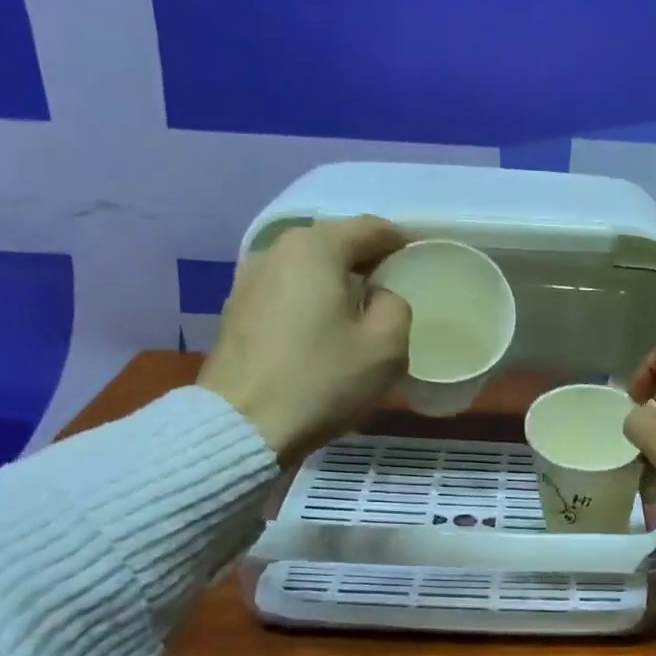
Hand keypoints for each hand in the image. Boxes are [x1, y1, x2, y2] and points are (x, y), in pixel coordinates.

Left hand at [197, 216, 411, 464]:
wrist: (243, 426)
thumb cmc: (321, 380)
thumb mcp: (386, 346)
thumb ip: (396, 305)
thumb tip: (380, 297)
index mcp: (315, 248)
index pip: (371, 229)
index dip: (401, 243)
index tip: (419, 262)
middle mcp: (276, 250)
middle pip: (335, 245)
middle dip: (367, 263)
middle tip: (393, 292)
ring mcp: (248, 279)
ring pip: (308, 270)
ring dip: (336, 284)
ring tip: (358, 314)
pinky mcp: (236, 310)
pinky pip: (287, 293)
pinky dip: (310, 302)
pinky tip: (322, 332)